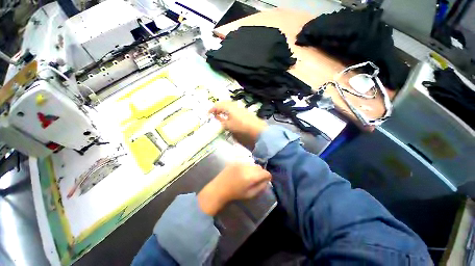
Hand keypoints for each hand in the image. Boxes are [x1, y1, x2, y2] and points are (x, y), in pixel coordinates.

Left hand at [198, 162, 271, 215]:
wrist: (219, 188)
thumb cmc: (235, 193)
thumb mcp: (250, 194)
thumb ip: (260, 187)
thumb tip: (266, 181)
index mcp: (251, 176)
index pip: (265, 173)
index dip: (267, 177)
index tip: (266, 180)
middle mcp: (247, 167)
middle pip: (260, 167)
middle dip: (261, 173)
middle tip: (257, 179)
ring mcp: (240, 162)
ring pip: (253, 163)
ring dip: (254, 169)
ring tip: (250, 175)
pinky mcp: (236, 161)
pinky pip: (246, 162)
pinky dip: (248, 166)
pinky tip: (243, 171)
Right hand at [209, 101, 267, 149]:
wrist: (257, 130)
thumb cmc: (241, 127)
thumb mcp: (228, 126)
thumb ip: (221, 121)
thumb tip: (217, 117)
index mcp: (230, 107)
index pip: (218, 105)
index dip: (212, 109)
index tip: (208, 114)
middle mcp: (235, 106)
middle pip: (225, 104)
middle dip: (218, 108)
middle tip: (214, 113)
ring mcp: (241, 108)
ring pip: (230, 107)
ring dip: (224, 110)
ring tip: (221, 116)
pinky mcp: (246, 112)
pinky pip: (235, 110)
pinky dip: (230, 112)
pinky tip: (230, 118)